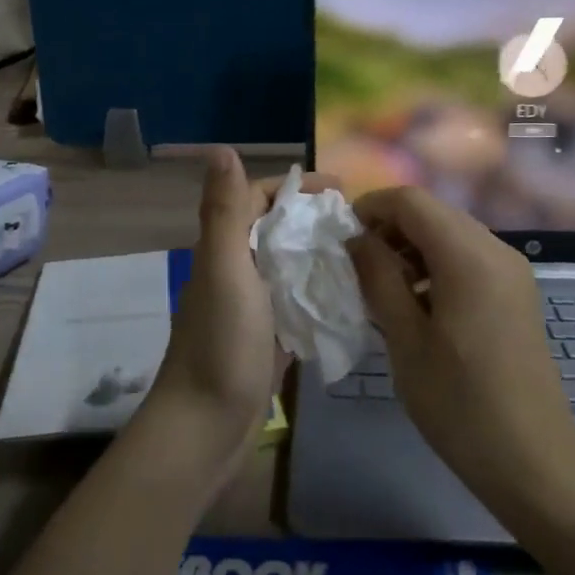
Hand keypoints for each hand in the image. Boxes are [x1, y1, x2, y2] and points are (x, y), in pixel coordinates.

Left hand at [139, 150, 337, 483]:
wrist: (207, 427)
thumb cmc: (219, 343)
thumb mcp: (225, 269)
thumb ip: (225, 211)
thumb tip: (221, 148)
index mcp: (225, 247)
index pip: (259, 198)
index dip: (296, 187)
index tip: (341, 188)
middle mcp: (237, 268)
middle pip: (279, 228)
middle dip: (315, 218)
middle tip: (363, 222)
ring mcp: (254, 304)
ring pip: (291, 263)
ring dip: (322, 252)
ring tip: (367, 252)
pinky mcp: (270, 335)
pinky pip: (299, 299)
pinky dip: (322, 289)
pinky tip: (355, 294)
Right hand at [348, 187, 574, 511]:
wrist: (532, 458)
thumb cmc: (459, 402)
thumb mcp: (405, 339)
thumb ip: (378, 278)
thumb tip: (356, 239)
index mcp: (468, 256)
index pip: (411, 201)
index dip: (371, 208)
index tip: (343, 238)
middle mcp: (496, 249)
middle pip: (433, 213)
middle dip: (391, 228)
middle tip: (360, 268)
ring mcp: (511, 270)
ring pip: (450, 233)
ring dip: (413, 247)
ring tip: (385, 289)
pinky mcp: (516, 291)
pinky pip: (469, 256)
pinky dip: (437, 264)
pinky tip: (419, 303)